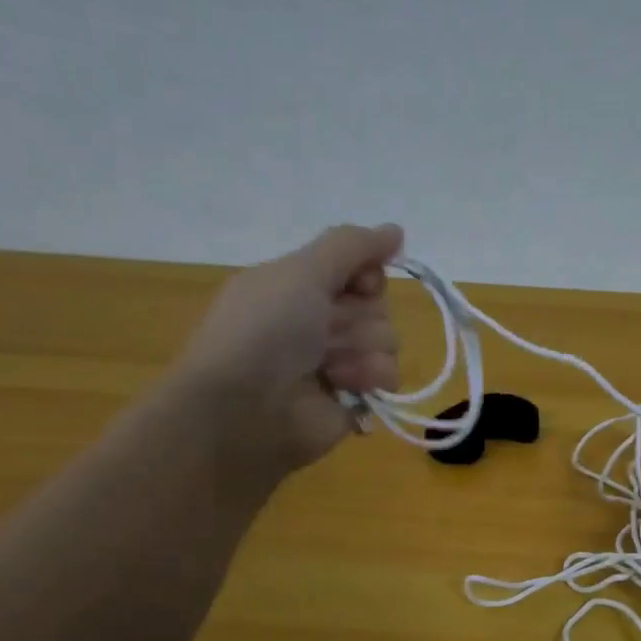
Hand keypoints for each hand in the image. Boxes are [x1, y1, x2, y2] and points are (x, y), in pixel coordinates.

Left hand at [169, 223, 403, 472]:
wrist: (243, 410)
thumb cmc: (265, 332)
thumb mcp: (301, 271)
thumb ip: (351, 246)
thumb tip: (396, 230)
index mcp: (299, 287)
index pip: (359, 269)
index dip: (367, 275)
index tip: (359, 284)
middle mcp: (319, 322)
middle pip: (377, 306)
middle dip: (360, 318)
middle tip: (327, 333)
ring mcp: (337, 364)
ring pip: (388, 342)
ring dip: (365, 351)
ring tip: (333, 368)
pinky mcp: (353, 402)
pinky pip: (388, 381)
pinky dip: (373, 381)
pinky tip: (347, 389)